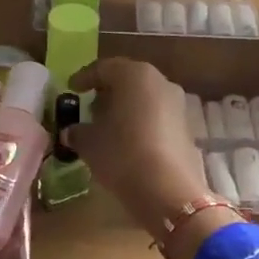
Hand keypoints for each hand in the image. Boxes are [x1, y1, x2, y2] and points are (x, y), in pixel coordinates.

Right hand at [62, 59, 212, 236]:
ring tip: (108, 127)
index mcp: (134, 75)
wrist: (168, 190)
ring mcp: (178, 104)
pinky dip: (141, 123)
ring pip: (145, 98)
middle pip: (128, 80)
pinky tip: (128, 141)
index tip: (71, 88)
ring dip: (126, 108)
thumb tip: (72, 131)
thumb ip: (78, 131)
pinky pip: (157, 116)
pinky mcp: (187, 127)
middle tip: (90, 108)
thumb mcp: (89, 143)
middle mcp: (160, 82)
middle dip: (108, 92)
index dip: (84, 78)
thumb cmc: (122, 154)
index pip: (104, 68)